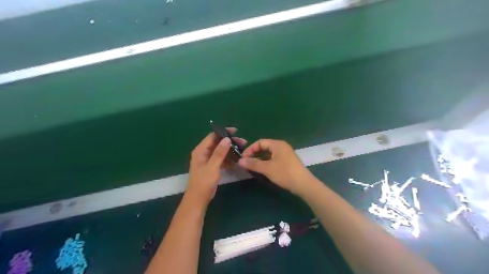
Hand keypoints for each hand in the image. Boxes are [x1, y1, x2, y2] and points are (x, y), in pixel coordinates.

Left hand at [188, 129, 248, 205]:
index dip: (223, 132)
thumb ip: (219, 153)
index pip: (212, 136)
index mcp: (200, 150)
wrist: (199, 199)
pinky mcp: (212, 167)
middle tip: (243, 142)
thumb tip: (227, 139)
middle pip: (218, 143)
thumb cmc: (203, 182)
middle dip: (230, 142)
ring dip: (230, 151)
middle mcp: (204, 153)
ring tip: (242, 150)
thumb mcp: (212, 166)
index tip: (236, 131)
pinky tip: (237, 160)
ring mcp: (208, 160)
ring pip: (221, 151)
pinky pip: (221, 159)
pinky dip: (228, 159)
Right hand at [238, 139, 312, 194]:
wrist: (303, 184)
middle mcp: (281, 146)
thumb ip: (253, 164)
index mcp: (277, 144)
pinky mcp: (287, 161)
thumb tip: (240, 161)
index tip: (243, 158)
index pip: (260, 142)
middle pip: (264, 147)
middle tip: (247, 163)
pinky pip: (273, 158)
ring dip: (259, 159)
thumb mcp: (267, 168)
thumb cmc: (284, 173)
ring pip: (268, 153)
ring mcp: (285, 154)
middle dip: (254, 154)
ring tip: (252, 167)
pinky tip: (262, 169)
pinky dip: (266, 162)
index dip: (250, 149)